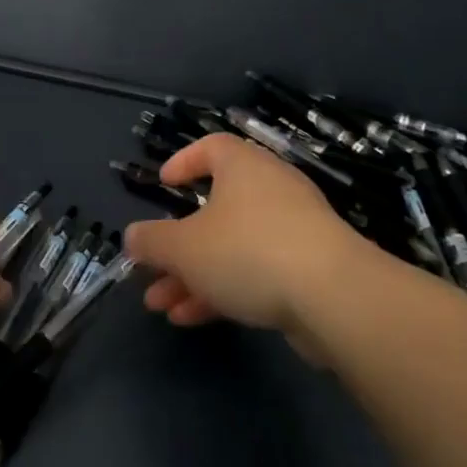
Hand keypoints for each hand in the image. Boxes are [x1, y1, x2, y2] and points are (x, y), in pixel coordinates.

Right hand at [124, 133, 364, 345]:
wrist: (334, 297)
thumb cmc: (248, 251)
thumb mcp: (184, 247)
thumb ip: (152, 241)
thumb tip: (132, 236)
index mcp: (242, 166)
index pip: (211, 147)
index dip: (183, 162)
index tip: (162, 185)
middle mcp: (269, 188)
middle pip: (215, 209)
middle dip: (178, 244)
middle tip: (151, 269)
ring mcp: (293, 229)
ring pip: (232, 247)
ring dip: (194, 275)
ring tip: (161, 307)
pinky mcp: (308, 268)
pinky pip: (256, 271)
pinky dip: (225, 289)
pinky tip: (193, 318)